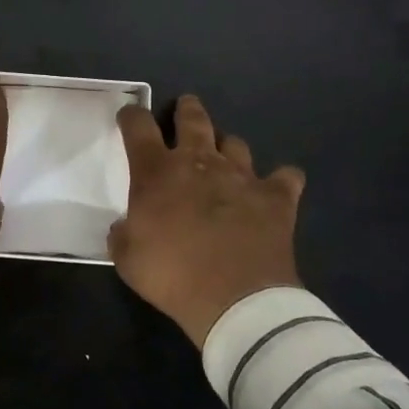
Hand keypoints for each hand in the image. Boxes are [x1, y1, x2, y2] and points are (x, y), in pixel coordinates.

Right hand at [109, 94, 305, 345]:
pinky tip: (278, 188)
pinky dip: (280, 180)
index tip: (129, 115)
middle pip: (193, 118)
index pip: (138, 127)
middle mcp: (199, 162)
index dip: (131, 116)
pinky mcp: (276, 197)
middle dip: (187, 109)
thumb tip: (124, 227)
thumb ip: (123, 235)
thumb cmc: (172, 275)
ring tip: (226, 157)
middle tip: (185, 108)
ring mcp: (242, 175)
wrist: (236, 300)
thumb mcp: (127, 259)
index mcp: (157, 172)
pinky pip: (285, 177)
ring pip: (235, 143)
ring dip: (227, 147)